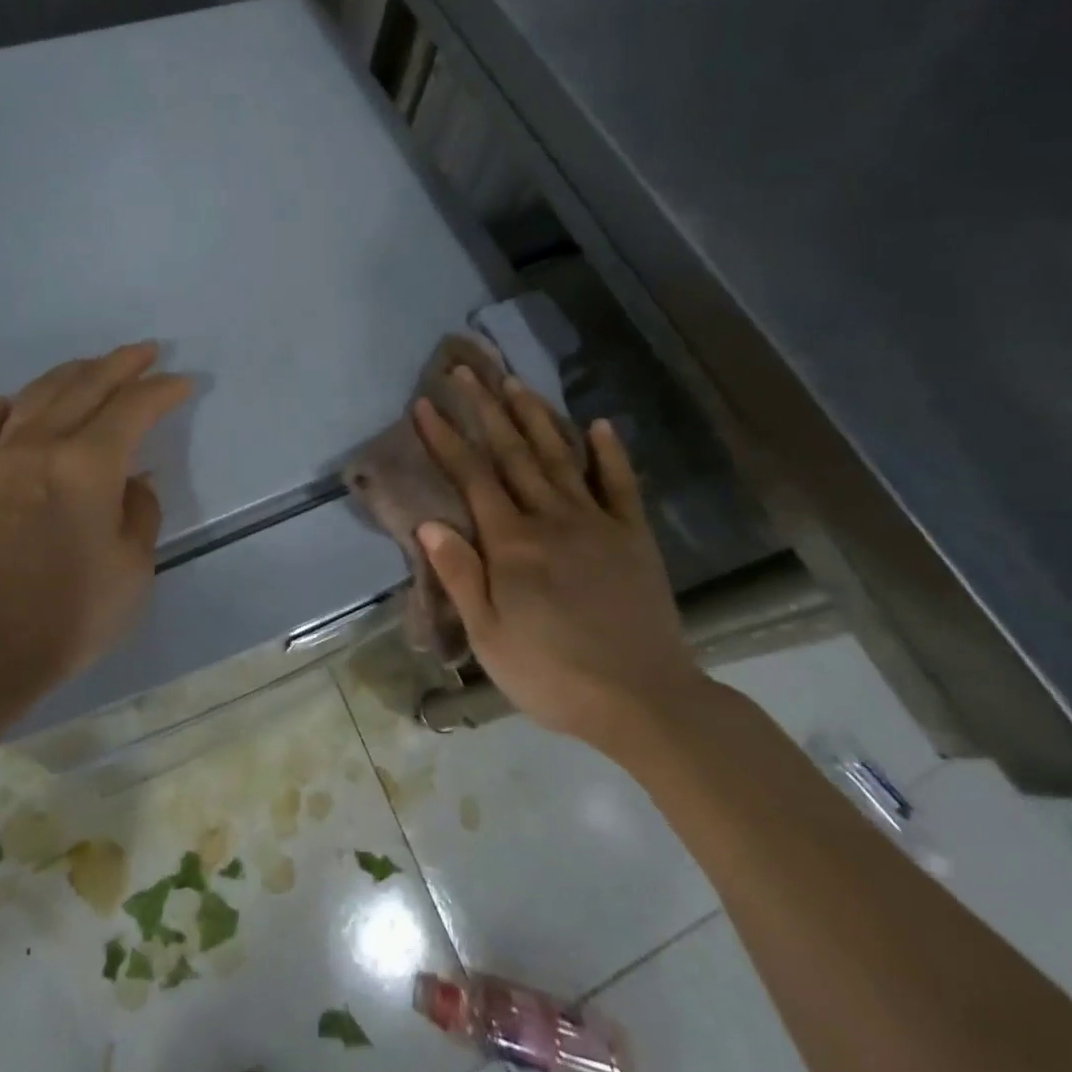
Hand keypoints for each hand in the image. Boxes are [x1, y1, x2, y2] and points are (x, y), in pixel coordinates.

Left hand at [0, 343, 192, 705]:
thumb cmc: (70, 614)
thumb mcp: (133, 568)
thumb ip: (140, 513)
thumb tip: (133, 482)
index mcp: (89, 464)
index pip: (134, 407)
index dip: (162, 390)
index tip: (182, 383)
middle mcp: (42, 444)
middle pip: (86, 384)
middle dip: (122, 364)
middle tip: (146, 352)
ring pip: (38, 392)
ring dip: (72, 373)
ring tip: (94, 366)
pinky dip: (11, 404)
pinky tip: (20, 404)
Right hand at [413, 368, 706, 749]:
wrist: (645, 701)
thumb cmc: (553, 675)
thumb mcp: (489, 637)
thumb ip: (461, 575)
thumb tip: (430, 522)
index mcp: (512, 544)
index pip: (472, 477)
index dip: (446, 438)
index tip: (426, 403)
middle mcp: (551, 519)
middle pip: (513, 453)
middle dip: (485, 408)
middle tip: (466, 370)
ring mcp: (597, 523)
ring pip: (560, 457)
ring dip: (535, 416)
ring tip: (514, 382)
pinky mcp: (634, 536)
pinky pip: (619, 485)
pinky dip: (608, 453)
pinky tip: (599, 425)